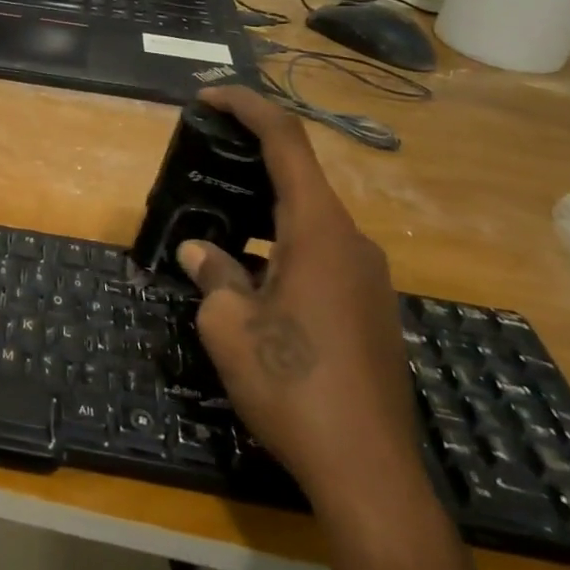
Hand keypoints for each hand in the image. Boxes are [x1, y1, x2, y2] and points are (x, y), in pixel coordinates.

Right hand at [176, 87, 424, 514]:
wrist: (369, 473)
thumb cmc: (291, 386)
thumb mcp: (229, 326)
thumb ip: (213, 275)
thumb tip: (201, 251)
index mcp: (319, 232)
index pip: (286, 142)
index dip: (247, 107)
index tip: (208, 96)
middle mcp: (352, 243)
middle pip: (298, 180)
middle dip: (248, 164)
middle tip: (201, 167)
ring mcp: (367, 278)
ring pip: (307, 223)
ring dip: (261, 216)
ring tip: (215, 230)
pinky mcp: (369, 310)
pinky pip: (320, 257)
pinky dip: (280, 250)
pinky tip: (250, 283)